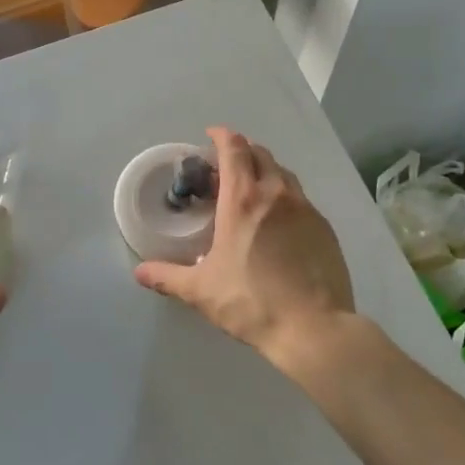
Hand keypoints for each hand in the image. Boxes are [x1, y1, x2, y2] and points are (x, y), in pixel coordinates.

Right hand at [134, 127, 354, 374]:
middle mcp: (276, 194)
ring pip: (283, 174)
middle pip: (260, 154)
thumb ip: (167, 276)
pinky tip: (277, 223)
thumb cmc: (251, 302)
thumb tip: (140, 272)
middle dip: (242, 152)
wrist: (313, 327)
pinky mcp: (324, 228)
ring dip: (264, 172)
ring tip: (251, 191)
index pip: (234, 149)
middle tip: (225, 168)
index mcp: (242, 200)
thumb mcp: (200, 291)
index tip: (211, 136)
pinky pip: (300, 199)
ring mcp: (305, 209)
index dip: (222, 136)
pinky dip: (284, 197)